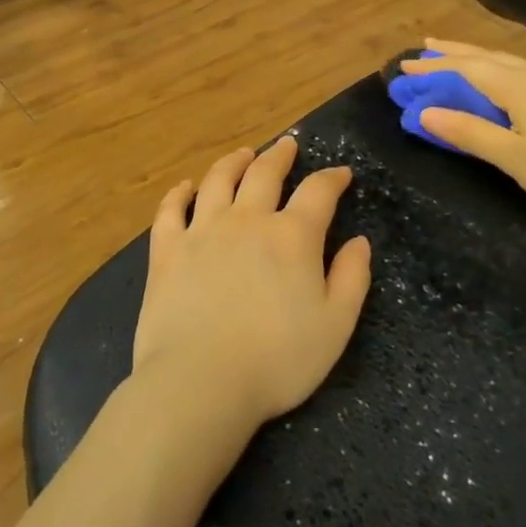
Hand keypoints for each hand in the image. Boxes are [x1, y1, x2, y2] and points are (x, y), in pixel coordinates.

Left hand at [132, 137, 372, 430]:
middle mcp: (247, 220)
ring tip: (242, 154)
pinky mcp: (166, 250)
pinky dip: (178, 194)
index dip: (332, 178)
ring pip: (218, 181)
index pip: (318, 192)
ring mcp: (202, 231)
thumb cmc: (277, 360)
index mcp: (292, 236)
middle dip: (280, 156)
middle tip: (288, 145)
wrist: (201, 381)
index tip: (341, 173)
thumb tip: (359, 242)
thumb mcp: (335, 326)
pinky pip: (170, 210)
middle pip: (265, 173)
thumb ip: (351, 279)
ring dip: (233, 162)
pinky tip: (184, 187)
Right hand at [398, 39, 525, 230]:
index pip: (464, 70)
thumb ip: (469, 132)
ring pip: (507, 61)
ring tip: (451, 54)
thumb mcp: (514, 158)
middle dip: (450, 54)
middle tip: (421, 49)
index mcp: (519, 85)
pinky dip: (498, 69)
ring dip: (474, 57)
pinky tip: (500, 76)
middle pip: (485, 57)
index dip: (431, 69)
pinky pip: (523, 71)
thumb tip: (424, 112)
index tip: (402, 67)